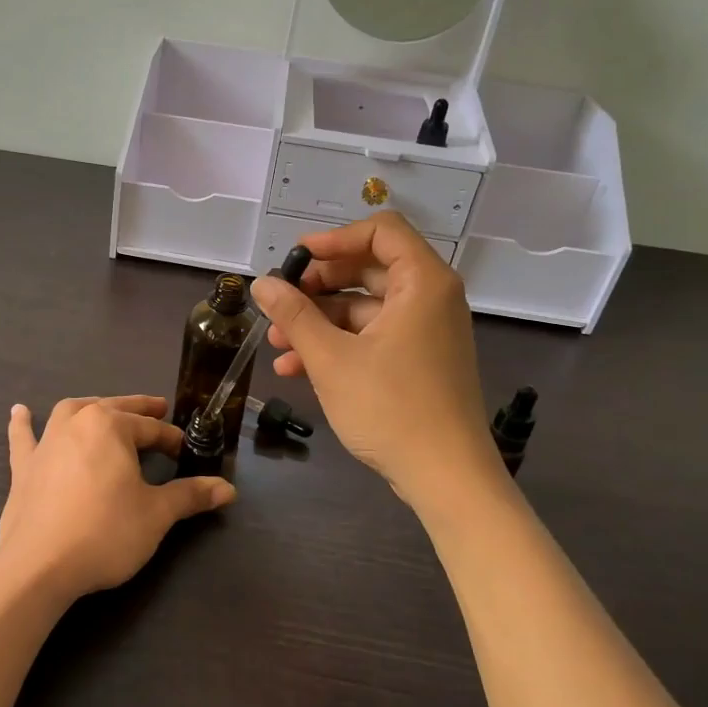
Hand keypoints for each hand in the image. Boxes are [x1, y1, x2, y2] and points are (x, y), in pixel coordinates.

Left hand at [0, 395, 235, 600]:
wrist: (40, 566)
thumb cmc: (105, 533)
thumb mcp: (156, 514)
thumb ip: (191, 496)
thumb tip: (228, 489)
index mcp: (110, 426)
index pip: (151, 428)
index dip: (172, 439)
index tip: (186, 452)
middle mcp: (76, 423)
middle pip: (114, 410)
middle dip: (138, 411)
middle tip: (159, 410)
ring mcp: (46, 444)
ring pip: (71, 413)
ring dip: (91, 408)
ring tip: (105, 409)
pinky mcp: (23, 469)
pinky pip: (24, 438)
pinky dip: (23, 424)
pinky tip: (19, 411)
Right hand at [252, 213, 502, 507]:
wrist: (446, 476)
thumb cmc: (390, 407)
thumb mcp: (331, 358)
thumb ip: (294, 315)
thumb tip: (262, 283)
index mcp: (422, 283)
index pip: (381, 231)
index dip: (334, 238)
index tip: (296, 258)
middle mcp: (430, 299)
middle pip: (368, 270)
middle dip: (318, 286)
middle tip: (281, 303)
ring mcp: (426, 332)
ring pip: (365, 309)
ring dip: (319, 321)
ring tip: (276, 343)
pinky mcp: (419, 362)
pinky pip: (374, 337)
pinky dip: (338, 345)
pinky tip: (296, 368)